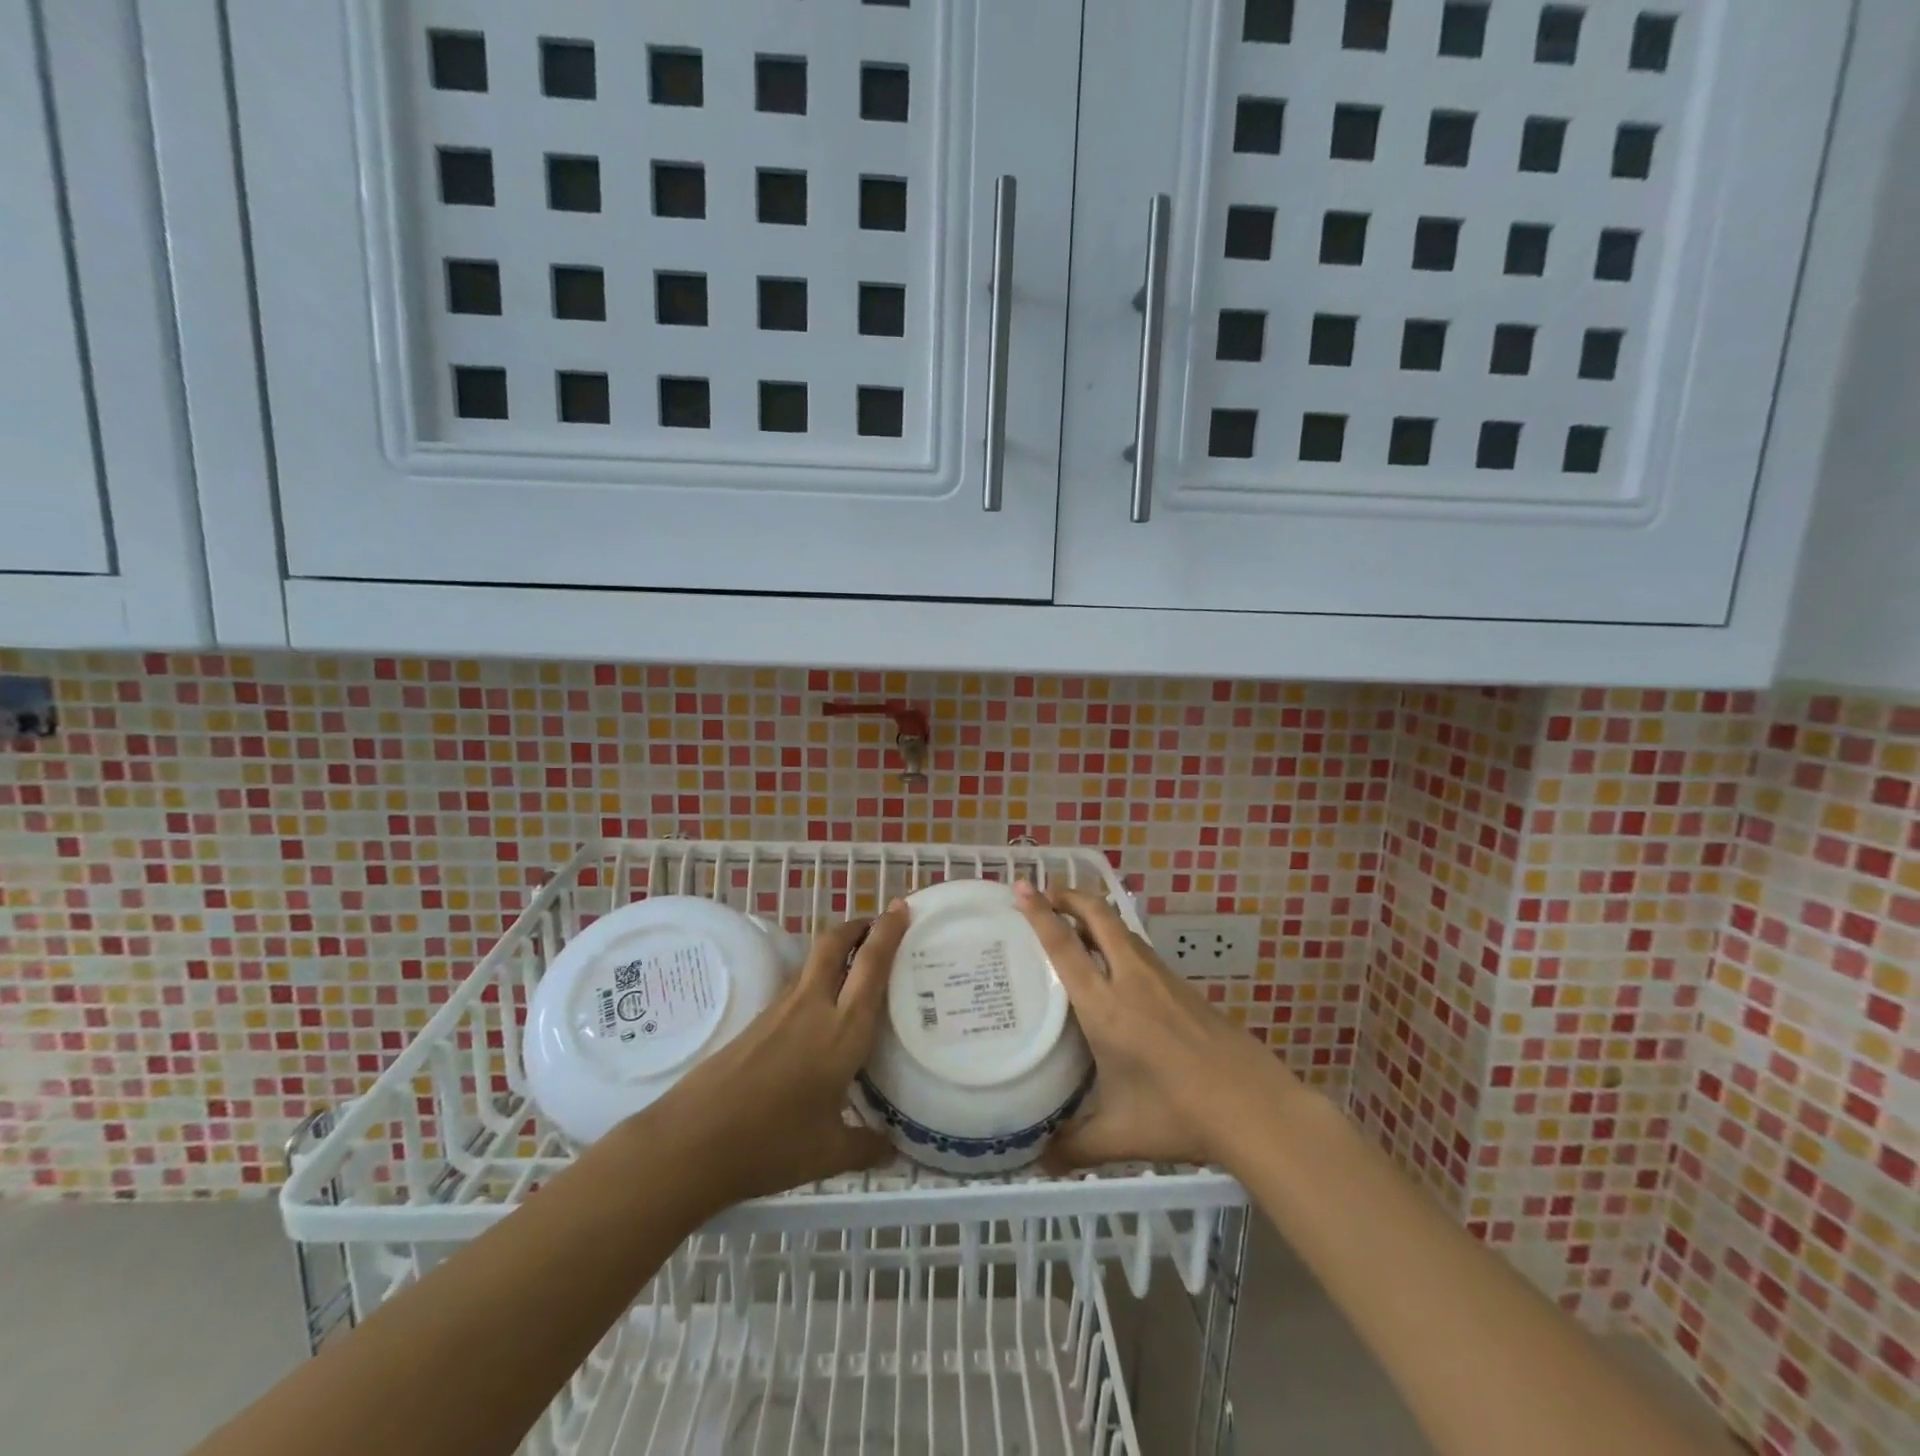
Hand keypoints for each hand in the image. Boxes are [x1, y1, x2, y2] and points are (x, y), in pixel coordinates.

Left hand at [637, 904, 909, 1208]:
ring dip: (838, 950)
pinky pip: (798, 986)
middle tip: (879, 924)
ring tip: (857, 964)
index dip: (888, 933)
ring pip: (814, 963)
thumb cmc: (770, 1144)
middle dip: (858, 926)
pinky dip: (819, 979)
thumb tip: (895, 1150)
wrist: (692, 1141)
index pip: (871, 967)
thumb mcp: (828, 1153)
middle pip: (834, 944)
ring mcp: (781, 1011)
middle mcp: (813, 1007)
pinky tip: (822, 1011)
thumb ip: (867, 1147)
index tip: (902, 908)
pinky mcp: (758, 1021)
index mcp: (842, 1031)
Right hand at [1013, 882, 1298, 1170]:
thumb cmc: (1179, 1115)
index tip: (1022, 886)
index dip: (1040, 913)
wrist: (1254, 1106)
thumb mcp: (1120, 1134)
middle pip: (1098, 916)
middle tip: (1044, 894)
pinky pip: (1140, 949)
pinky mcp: (1183, 986)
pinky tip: (1116, 967)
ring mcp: (1161, 978)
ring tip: (1074, 925)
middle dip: (1069, 896)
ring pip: (1122, 929)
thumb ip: (1075, 1146)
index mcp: (1105, 1007)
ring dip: (1095, 916)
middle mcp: (1131, 979)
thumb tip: (1039, 1161)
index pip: (1065, 947)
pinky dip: (1117, 940)